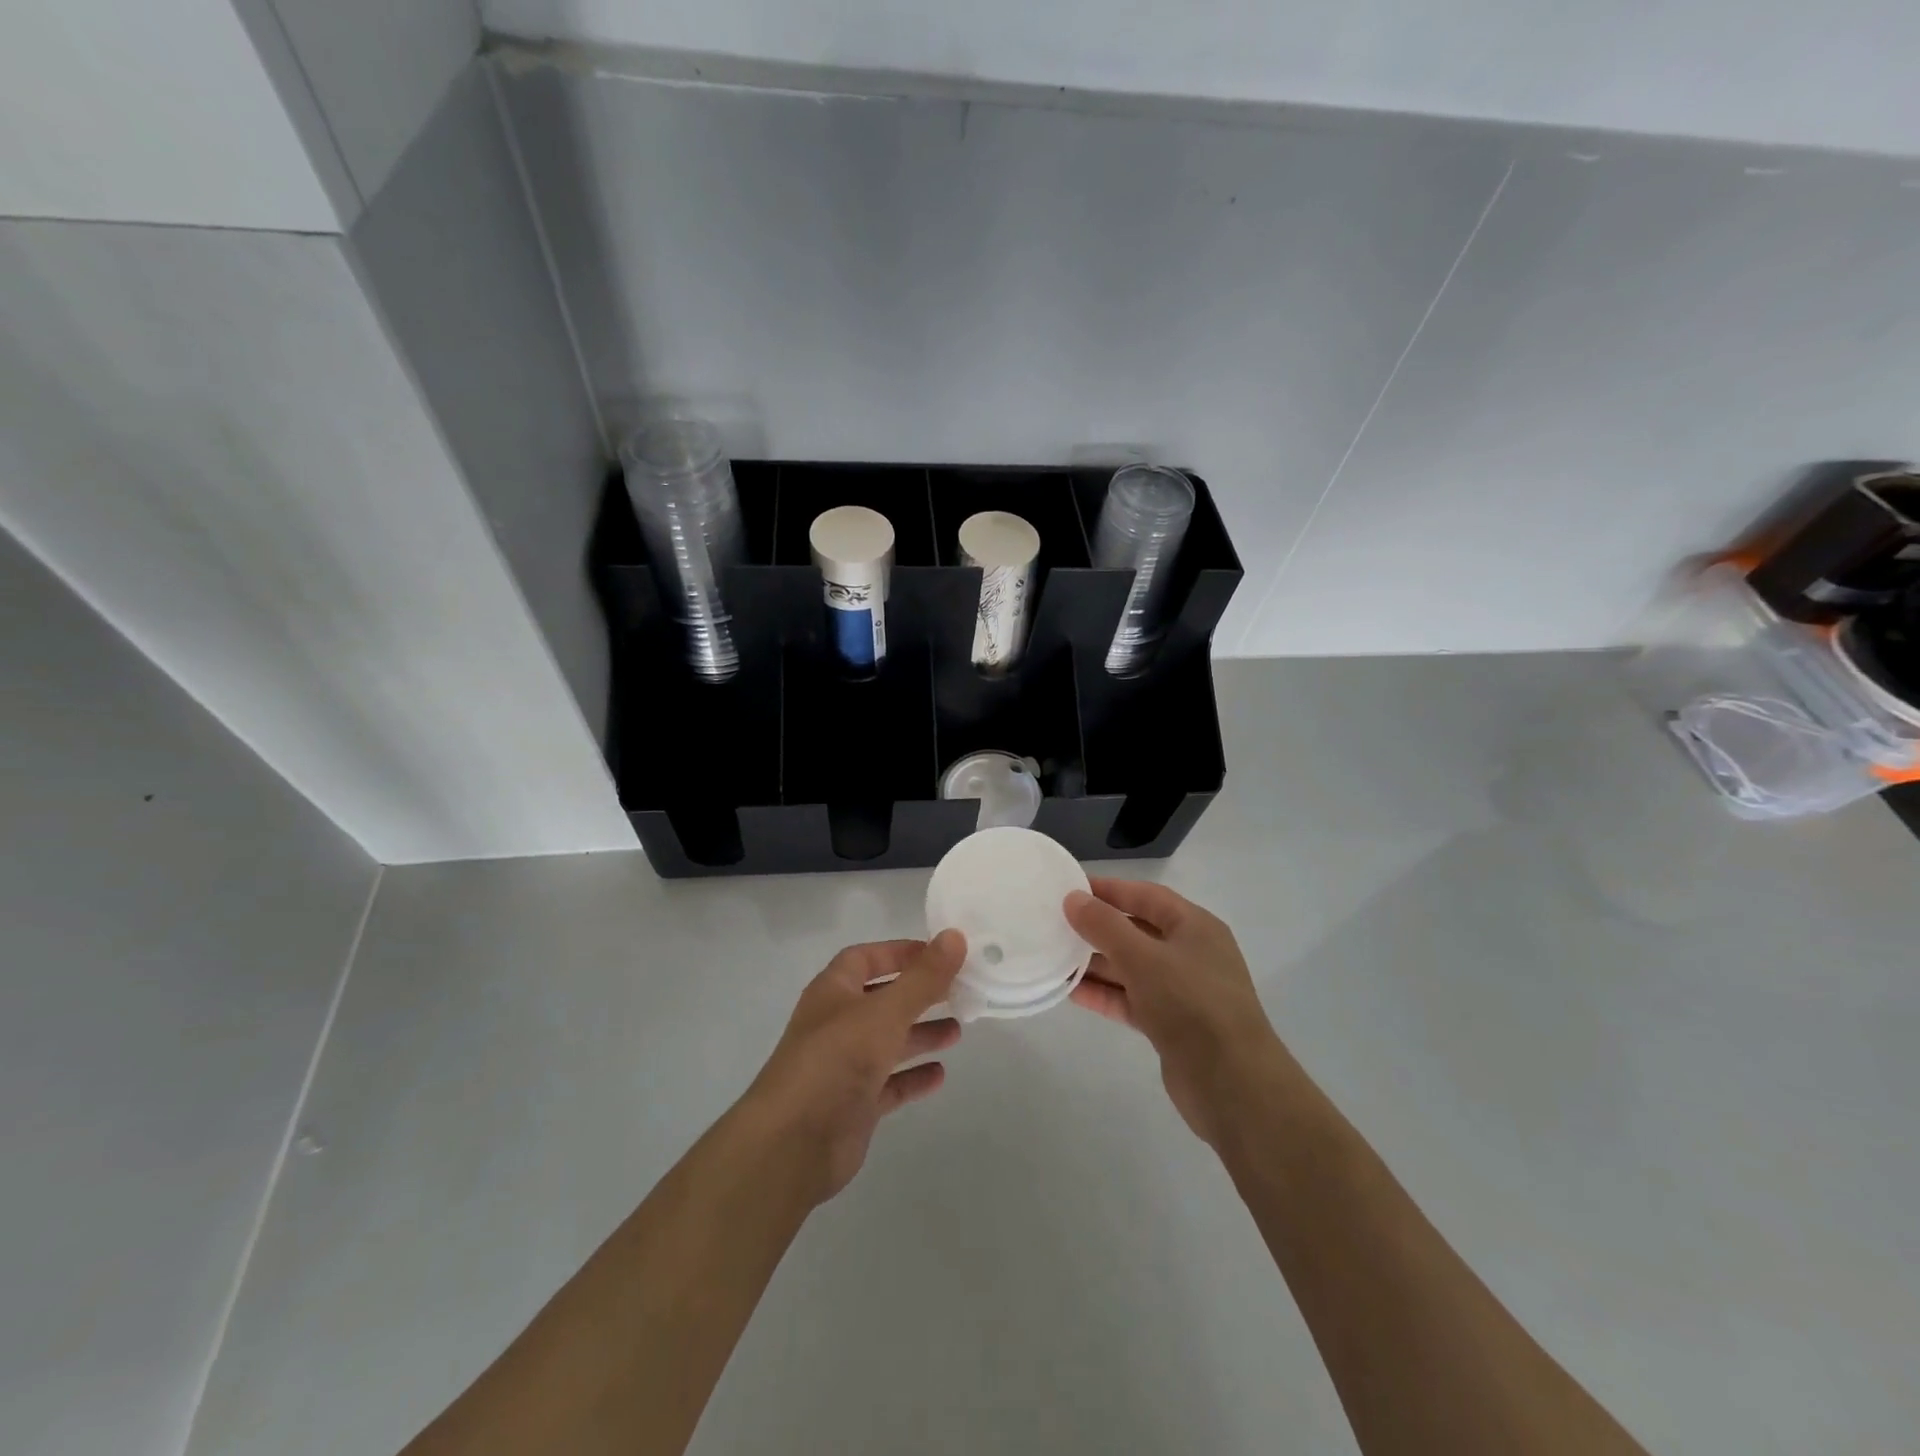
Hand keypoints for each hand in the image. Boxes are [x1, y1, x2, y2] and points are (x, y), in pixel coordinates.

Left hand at [739, 931, 965, 1203]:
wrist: (793, 1144)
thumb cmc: (837, 1060)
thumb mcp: (885, 1011)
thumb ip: (923, 977)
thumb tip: (955, 936)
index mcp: (834, 991)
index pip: (866, 958)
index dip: (900, 953)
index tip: (940, 954)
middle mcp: (836, 1024)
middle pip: (882, 999)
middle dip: (918, 995)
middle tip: (959, 992)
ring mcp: (843, 1066)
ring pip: (887, 1042)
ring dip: (920, 1034)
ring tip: (958, 1031)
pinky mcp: (853, 1105)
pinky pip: (888, 1084)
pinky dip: (912, 1077)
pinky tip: (940, 1075)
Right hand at [1065, 880, 1280, 1146]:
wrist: (1233, 1085)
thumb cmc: (1191, 1004)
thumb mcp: (1143, 958)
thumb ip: (1105, 926)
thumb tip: (1073, 898)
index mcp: (1195, 927)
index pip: (1146, 896)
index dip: (1109, 889)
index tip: (1069, 888)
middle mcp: (1190, 953)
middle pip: (1137, 931)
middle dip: (1098, 928)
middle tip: (1055, 924)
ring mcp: (1182, 991)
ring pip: (1132, 968)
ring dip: (1097, 963)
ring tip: (1055, 957)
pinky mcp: (1171, 1025)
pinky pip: (1132, 999)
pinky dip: (1105, 994)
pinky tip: (1072, 992)